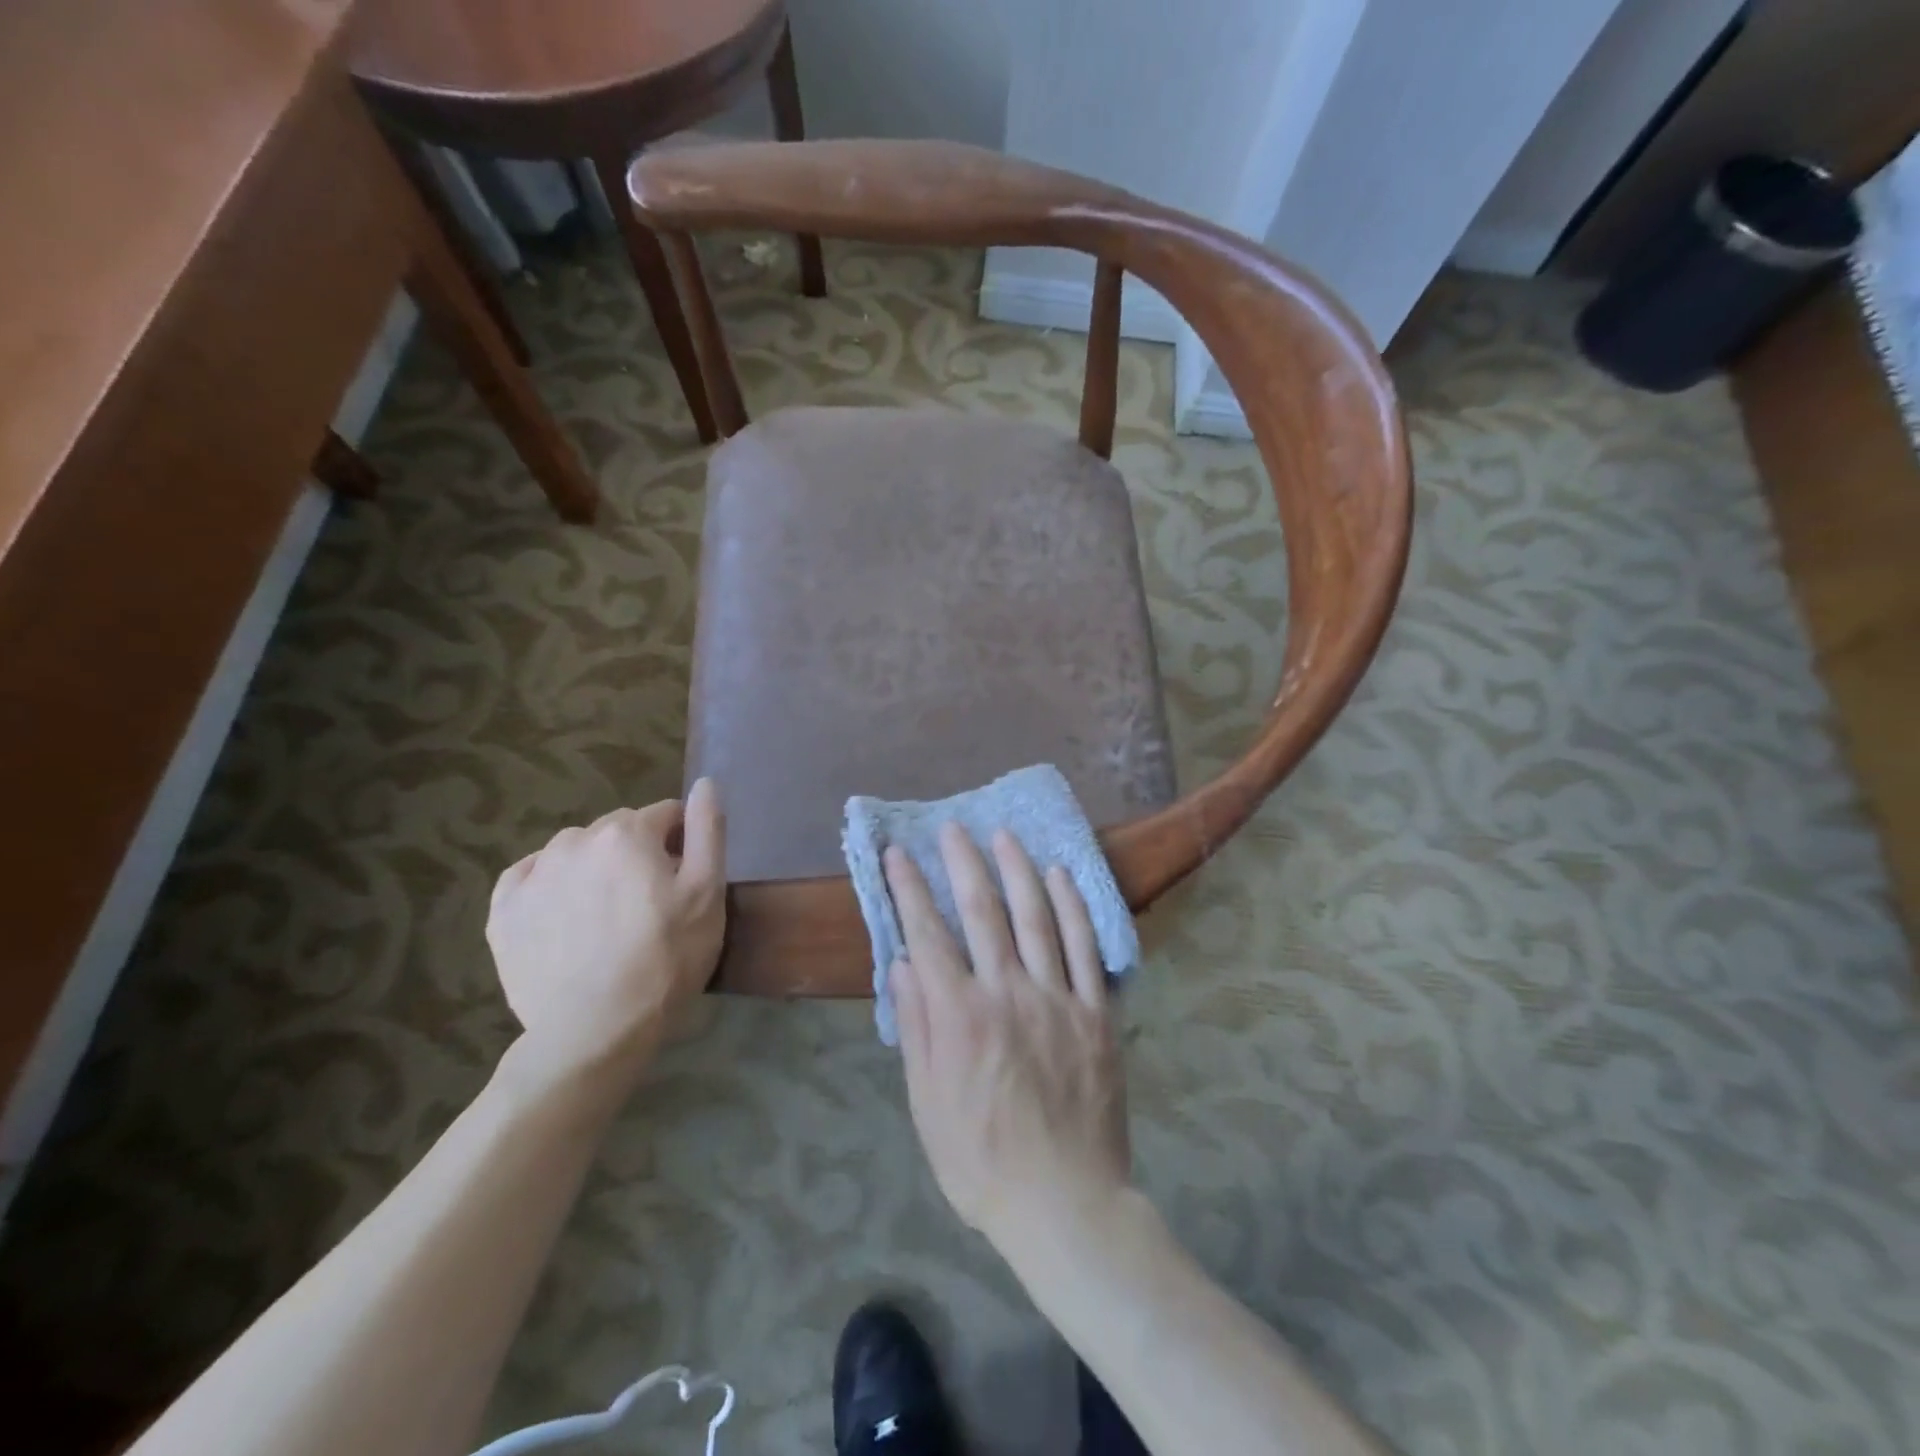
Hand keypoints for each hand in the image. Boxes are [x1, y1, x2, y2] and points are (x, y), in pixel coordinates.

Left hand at [487, 779, 725, 1092]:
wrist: (596, 1028)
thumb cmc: (666, 956)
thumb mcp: (707, 892)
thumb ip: (707, 830)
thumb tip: (705, 782)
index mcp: (626, 832)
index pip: (665, 815)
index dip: (681, 843)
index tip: (685, 880)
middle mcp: (574, 840)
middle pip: (618, 831)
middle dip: (637, 853)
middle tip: (649, 903)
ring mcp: (532, 875)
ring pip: (574, 852)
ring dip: (594, 868)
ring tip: (606, 915)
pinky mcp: (503, 911)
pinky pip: (529, 878)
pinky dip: (549, 886)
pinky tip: (564, 917)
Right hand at [887, 824, 1130, 1259]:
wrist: (1064, 1202)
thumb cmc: (981, 1159)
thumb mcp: (927, 1103)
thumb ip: (916, 1027)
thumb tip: (902, 964)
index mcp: (960, 1016)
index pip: (927, 935)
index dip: (910, 889)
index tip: (898, 854)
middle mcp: (1007, 992)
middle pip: (983, 912)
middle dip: (964, 863)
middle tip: (953, 828)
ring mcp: (1056, 998)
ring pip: (1035, 917)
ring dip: (1018, 870)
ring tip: (1004, 835)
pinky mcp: (1095, 1012)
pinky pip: (1084, 948)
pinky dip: (1072, 906)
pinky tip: (1061, 876)